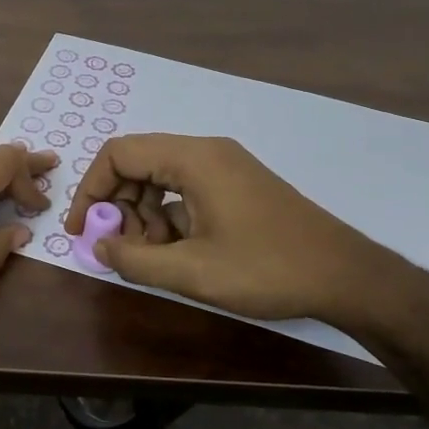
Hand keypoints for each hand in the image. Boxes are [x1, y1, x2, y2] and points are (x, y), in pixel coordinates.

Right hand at [66, 133, 419, 333]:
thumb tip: (98, 245)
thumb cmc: (267, 268)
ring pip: (161, 178)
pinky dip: (169, 217)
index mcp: (193, 159)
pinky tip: (178, 253)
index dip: (91, 189)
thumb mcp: (193, 272)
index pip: (119, 153)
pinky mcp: (237, 185)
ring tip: (151, 256)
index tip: (82, 229)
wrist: (346, 276)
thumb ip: (136, 259)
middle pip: (138, 163)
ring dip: (143, 215)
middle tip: (119, 248)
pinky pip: (186, 190)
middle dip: (118, 205)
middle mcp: (206, 152)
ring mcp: (225, 167)